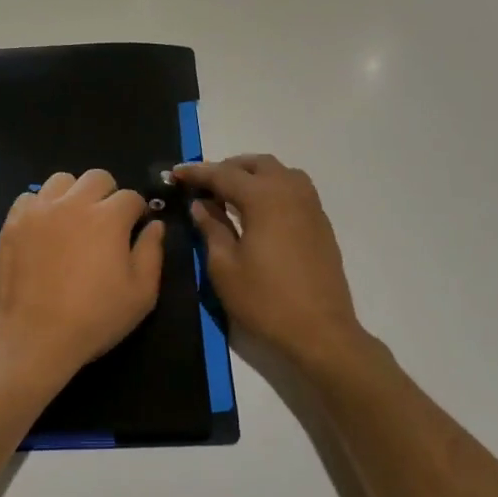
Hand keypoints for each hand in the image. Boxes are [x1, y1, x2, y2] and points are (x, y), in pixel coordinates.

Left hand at [0, 169, 165, 389]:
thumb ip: (152, 253)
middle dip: (108, 194)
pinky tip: (44, 230)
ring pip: (61, 180)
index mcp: (108, 218)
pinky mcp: (12, 223)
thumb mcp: (140, 294)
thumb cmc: (94, 319)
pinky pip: (29, 197)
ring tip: (72, 221)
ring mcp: (39, 210)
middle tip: (105, 223)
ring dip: (73, 194)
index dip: (136, 214)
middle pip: (97, 177)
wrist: (32, 337)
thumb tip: (155, 225)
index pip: (131, 197)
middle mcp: (73, 204)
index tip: (133, 232)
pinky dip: (40, 207)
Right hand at [171, 155, 368, 372]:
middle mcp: (290, 191)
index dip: (197, 173)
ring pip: (279, 172)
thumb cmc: (265, 300)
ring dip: (253, 175)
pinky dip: (272, 188)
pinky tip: (259, 211)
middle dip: (227, 168)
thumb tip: (201, 205)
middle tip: (203, 186)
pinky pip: (294, 189)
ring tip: (231, 195)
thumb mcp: (225, 267)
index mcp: (264, 197)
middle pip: (256, 164)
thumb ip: (211, 228)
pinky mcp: (321, 222)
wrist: (320, 331)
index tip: (176, 173)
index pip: (224, 174)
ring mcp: (311, 205)